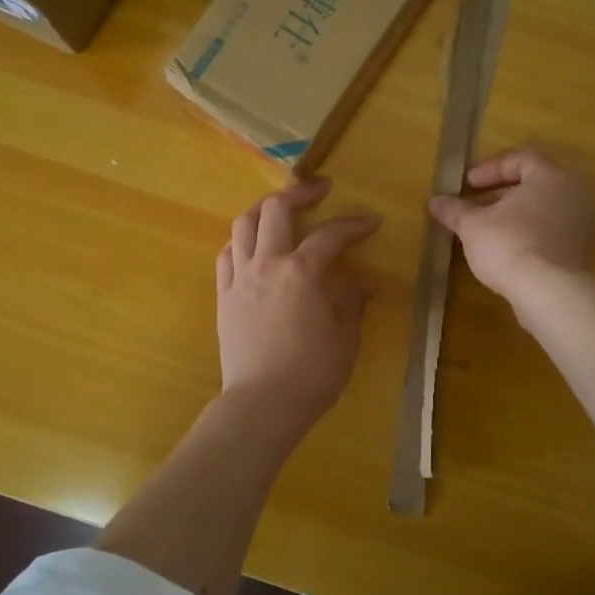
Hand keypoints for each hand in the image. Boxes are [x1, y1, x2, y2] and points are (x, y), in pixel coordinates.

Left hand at [217, 178, 380, 429]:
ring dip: (264, 209)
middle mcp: (267, 264)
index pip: (330, 234)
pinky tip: (252, 246)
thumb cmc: (311, 374)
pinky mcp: (223, 295)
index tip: (371, 221)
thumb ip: (351, 304)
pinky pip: (227, 255)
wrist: (262, 404)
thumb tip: (359, 285)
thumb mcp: (345, 339)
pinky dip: (241, 241)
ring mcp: (240, 278)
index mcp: (302, 272)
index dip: (354, 223)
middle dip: (300, 193)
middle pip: (276, 210)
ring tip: (279, 209)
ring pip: (244, 224)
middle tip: (319, 190)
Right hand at [428, 147, 594, 305]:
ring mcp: (582, 224)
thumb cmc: (509, 245)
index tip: (468, 184)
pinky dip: (529, 233)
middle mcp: (573, 194)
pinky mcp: (581, 251)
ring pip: (544, 209)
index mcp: (551, 176)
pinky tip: (507, 251)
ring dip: (515, 215)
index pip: (521, 158)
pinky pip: (552, 232)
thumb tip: (435, 201)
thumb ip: (455, 210)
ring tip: (487, 230)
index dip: (490, 168)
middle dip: (501, 192)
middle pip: (534, 183)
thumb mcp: (472, 225)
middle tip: (475, 204)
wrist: (550, 293)